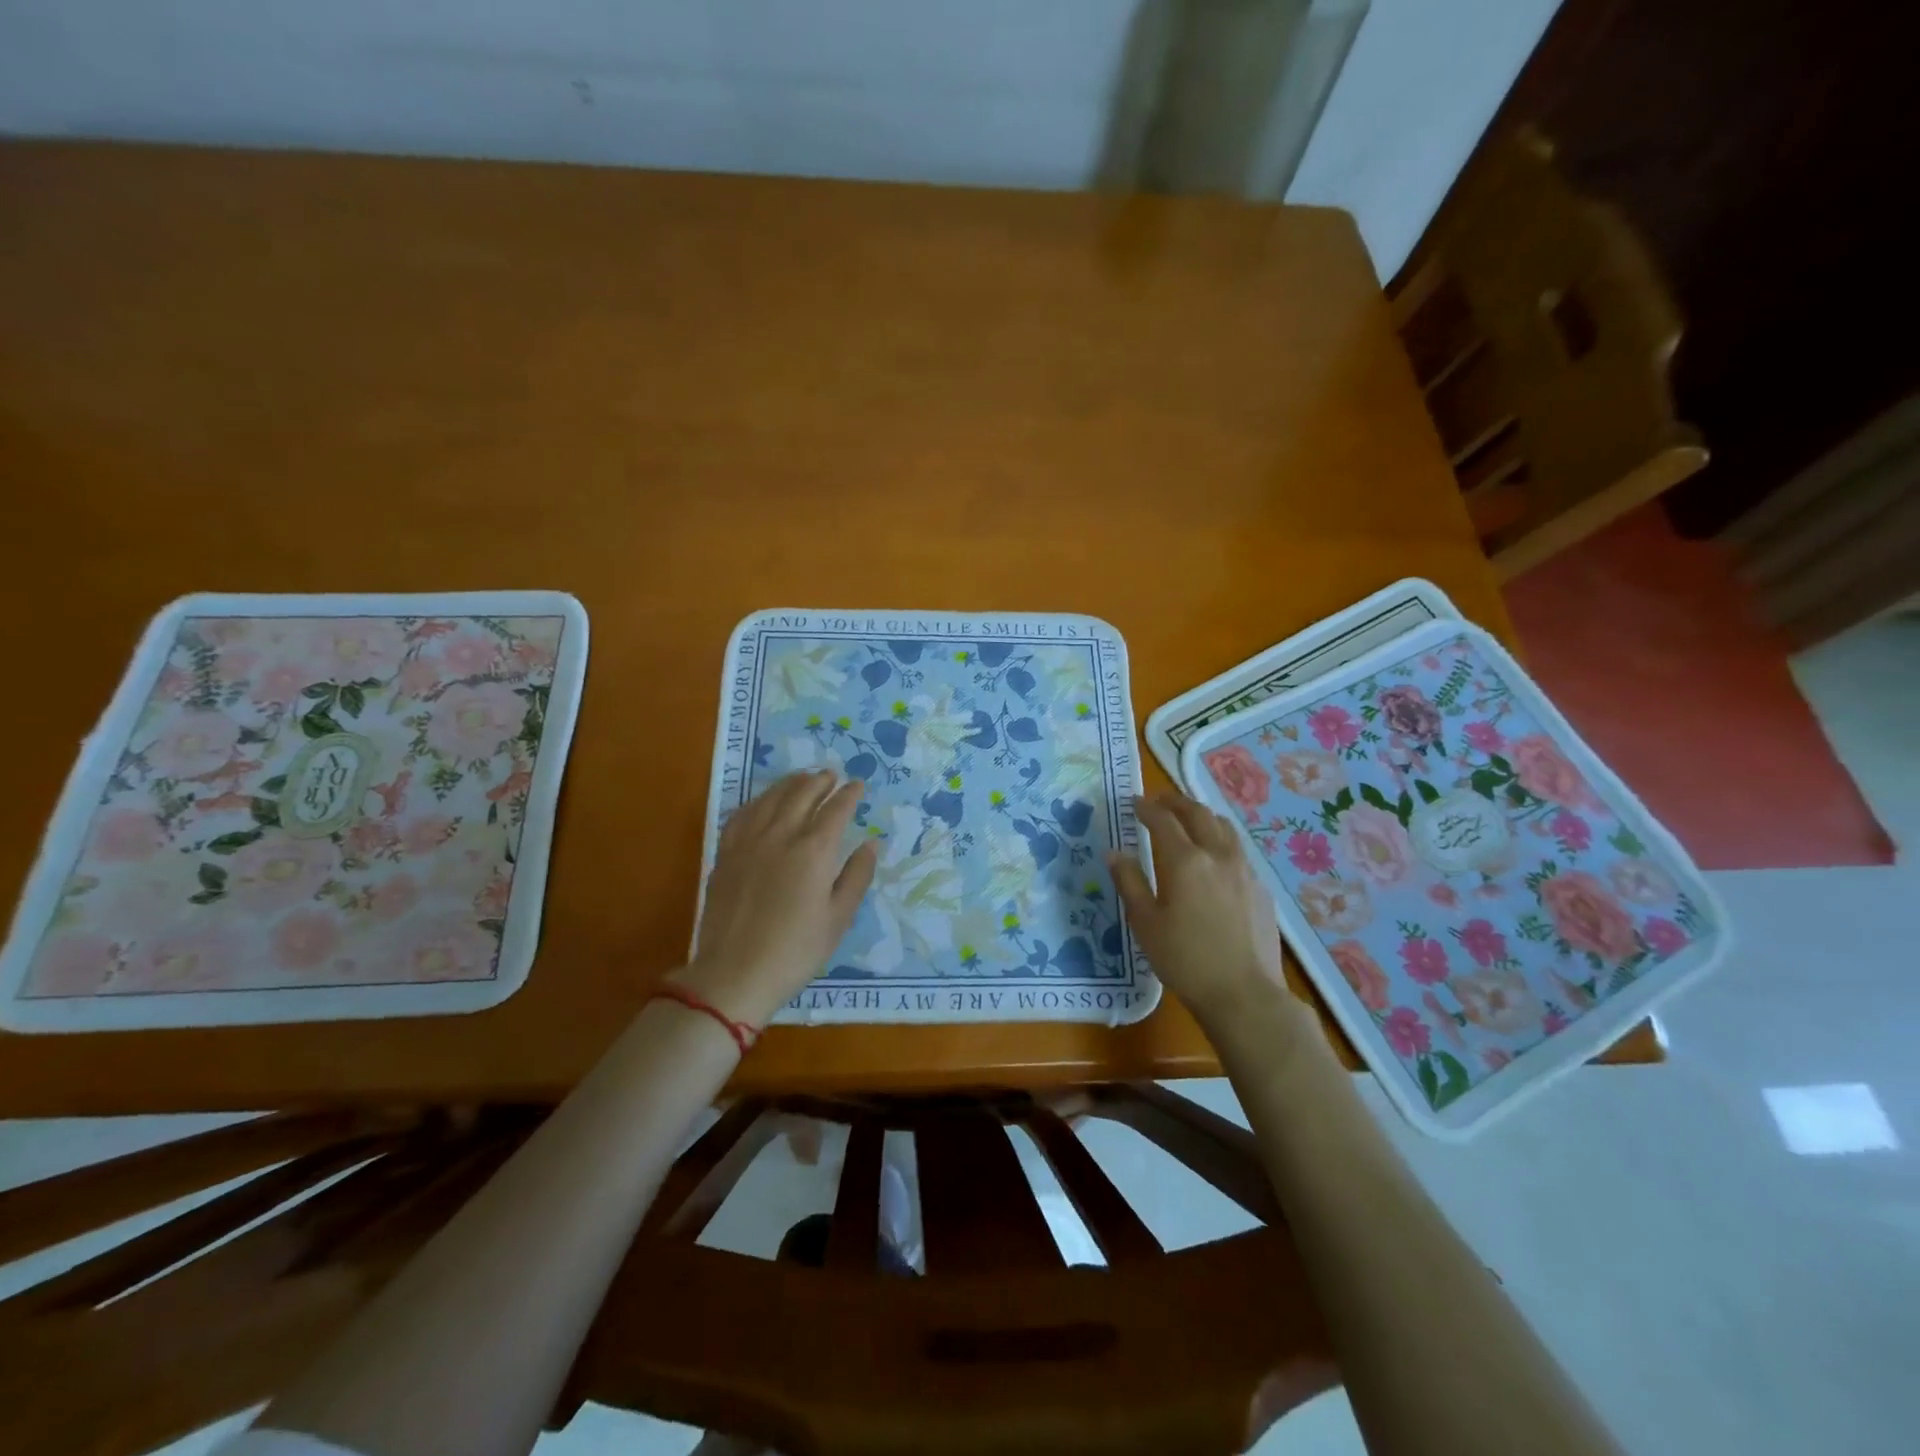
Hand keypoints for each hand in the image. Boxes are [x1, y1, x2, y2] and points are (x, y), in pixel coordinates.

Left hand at [682, 770, 879, 1028]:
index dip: (849, 795)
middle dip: (820, 781)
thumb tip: (871, 844)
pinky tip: (764, 803)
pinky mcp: (726, 853)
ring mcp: (749, 841)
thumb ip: (856, 876)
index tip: (858, 785)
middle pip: (802, 794)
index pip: (836, 810)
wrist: (735, 973)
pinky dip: (759, 801)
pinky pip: (743, 814)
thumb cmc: (795, 951)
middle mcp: (781, 835)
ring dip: (790, 784)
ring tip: (802, 778)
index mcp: (813, 851)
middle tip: (831, 775)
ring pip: (771, 798)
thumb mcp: (838, 918)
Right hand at [1108, 791, 1298, 1031]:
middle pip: (1198, 813)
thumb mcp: (1145, 923)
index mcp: (1185, 860)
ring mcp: (1245, 870)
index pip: (1163, 820)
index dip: (1147, 807)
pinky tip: (1215, 857)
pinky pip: (1239, 850)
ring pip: (1224, 827)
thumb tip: (1114, 853)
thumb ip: (1129, 882)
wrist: (1244, 994)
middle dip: (1176, 802)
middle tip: (1160, 801)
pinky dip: (1221, 840)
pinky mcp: (1261, 888)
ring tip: (1189, 819)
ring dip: (1203, 815)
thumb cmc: (1185, 959)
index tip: (1135, 802)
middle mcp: (1218, 855)